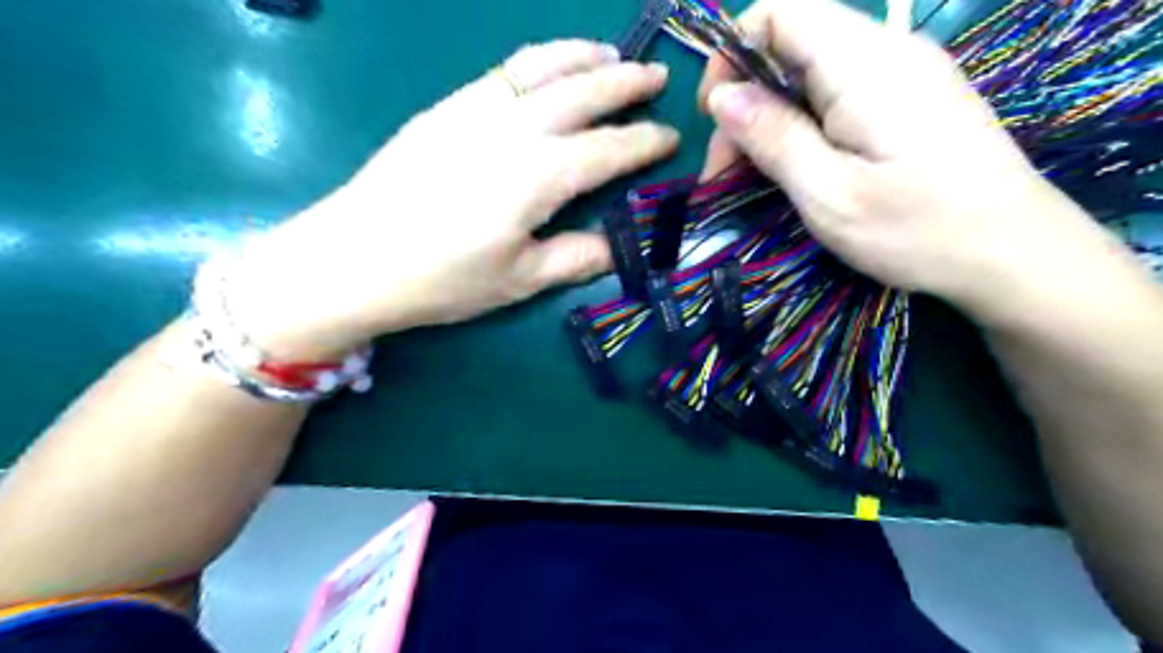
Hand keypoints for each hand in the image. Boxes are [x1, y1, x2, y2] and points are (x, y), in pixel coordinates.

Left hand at [225, 41, 677, 357]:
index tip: (671, 137)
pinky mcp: (447, 107)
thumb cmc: (440, 279)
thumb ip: (575, 258)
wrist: (352, 258)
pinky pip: (504, 70)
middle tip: (656, 77)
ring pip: (542, 66)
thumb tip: (617, 245)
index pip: (607, 151)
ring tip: (610, 55)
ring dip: (582, 56)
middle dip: (625, 84)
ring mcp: (476, 110)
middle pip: (582, 93)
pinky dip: (538, 59)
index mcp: (537, 178)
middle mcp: (513, 130)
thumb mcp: (518, 281)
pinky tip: (548, 66)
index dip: (644, 143)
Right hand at [693, 0, 1111, 323]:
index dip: (732, 53)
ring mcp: (903, 74)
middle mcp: (886, 52)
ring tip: (754, 180)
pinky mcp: (909, 100)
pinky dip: (801, 127)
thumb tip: (721, 95)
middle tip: (725, 174)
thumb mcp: (828, 193)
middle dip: (745, 103)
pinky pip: (837, 94)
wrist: (1014, 255)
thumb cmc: (917, 230)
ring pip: (809, 75)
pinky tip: (798, 170)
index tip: (713, 116)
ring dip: (770, 121)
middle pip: (789, 46)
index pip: (779, 12)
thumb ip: (773, 137)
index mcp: (864, 64)